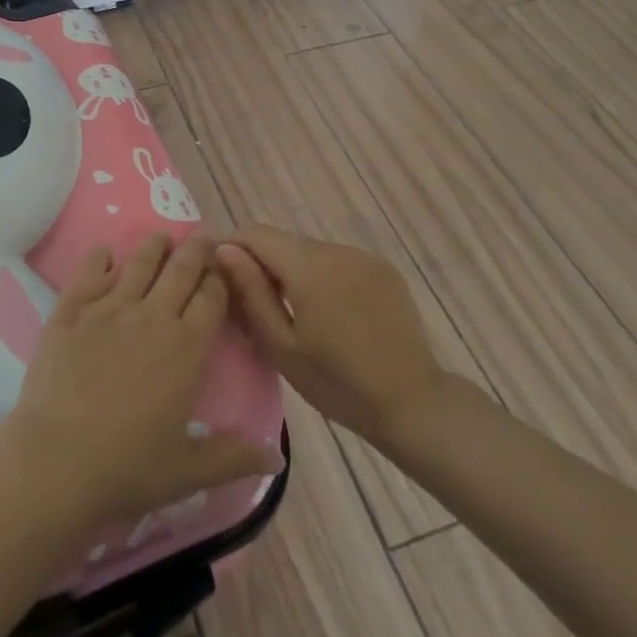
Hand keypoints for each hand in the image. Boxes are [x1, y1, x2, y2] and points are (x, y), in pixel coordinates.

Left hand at [0, 235, 282, 532]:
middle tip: (202, 237)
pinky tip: (104, 251)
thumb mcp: (189, 471)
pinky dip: (99, 259)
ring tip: (161, 238)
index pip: (211, 298)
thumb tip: (277, 457)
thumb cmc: (129, 468)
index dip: (220, 279)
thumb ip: (234, 457)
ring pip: (137, 264)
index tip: (225, 266)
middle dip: (195, 250)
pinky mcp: (69, 313)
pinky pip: (87, 274)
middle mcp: (151, 316)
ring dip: (153, 248)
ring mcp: (107, 310)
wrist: (56, 463)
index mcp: (186, 347)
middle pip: (180, 270)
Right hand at [215, 226, 449, 442]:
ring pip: (311, 251)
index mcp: (310, 266)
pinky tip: (330, 315)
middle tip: (256, 307)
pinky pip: (338, 262)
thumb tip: (223, 250)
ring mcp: (364, 257)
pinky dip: (323, 278)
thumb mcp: (281, 346)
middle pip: (284, 242)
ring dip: (294, 271)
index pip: (256, 233)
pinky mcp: (383, 269)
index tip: (224, 280)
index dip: (234, 249)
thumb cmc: (338, 384)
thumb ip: (250, 292)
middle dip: (263, 265)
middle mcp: (337, 249)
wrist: (412, 403)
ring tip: (294, 315)